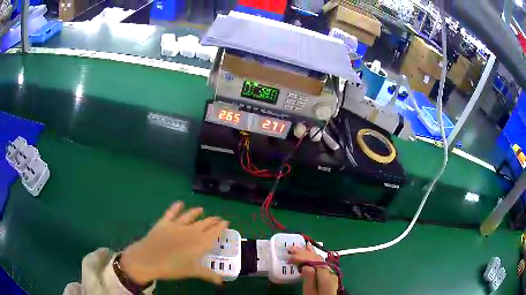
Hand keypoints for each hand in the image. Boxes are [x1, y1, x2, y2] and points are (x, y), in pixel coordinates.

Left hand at [120, 201, 228, 284]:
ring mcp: (176, 225)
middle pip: (205, 223)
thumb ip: (208, 274)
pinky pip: (172, 212)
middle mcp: (190, 231)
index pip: (214, 232)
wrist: (148, 259)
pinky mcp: (164, 222)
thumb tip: (222, 282)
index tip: (226, 222)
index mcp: (200, 243)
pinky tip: (180, 203)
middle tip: (218, 218)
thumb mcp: (192, 272)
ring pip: (190, 216)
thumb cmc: (173, 268)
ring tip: (201, 209)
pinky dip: (176, 207)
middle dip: (213, 220)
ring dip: (196, 212)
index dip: (221, 227)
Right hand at [288, 244, 338, 294]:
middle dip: (304, 252)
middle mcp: (331, 273)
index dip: (302, 256)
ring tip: (299, 246)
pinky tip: (310, 252)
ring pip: (320, 260)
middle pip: (318, 259)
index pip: (315, 261)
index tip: (289, 256)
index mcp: (326, 277)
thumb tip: (306, 266)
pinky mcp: (328, 277)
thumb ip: (309, 280)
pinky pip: (321, 264)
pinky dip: (313, 257)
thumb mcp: (310, 294)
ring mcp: (331, 274)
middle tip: (290, 248)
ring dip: (308, 253)